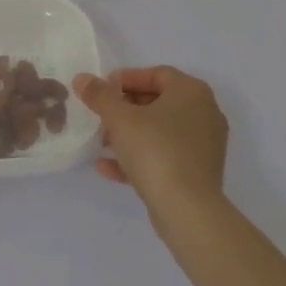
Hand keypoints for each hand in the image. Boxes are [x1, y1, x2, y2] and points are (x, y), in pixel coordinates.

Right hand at [74, 65, 228, 219]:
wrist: (188, 211)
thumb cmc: (156, 151)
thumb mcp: (120, 119)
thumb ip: (100, 96)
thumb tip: (82, 78)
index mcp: (192, 92)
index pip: (157, 74)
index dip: (126, 78)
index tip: (102, 90)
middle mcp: (204, 113)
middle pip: (158, 102)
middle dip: (125, 109)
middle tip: (101, 116)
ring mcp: (204, 145)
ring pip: (160, 131)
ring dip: (129, 135)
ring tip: (101, 142)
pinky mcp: (198, 172)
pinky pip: (165, 156)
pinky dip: (139, 157)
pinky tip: (108, 167)